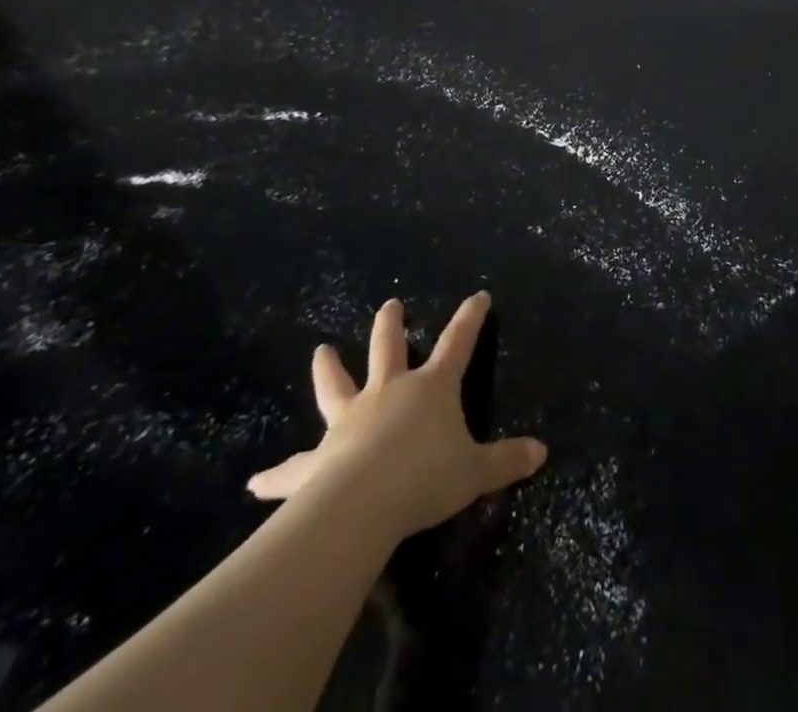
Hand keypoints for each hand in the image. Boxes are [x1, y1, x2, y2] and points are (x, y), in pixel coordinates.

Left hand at [247, 293, 547, 537]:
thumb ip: (507, 461)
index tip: (478, 295)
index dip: (470, 318)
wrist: (364, 503)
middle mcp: (389, 392)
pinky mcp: (319, 458)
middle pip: (388, 348)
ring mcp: (351, 420)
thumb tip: (542, 452)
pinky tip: (255, 482)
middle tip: (391, 305)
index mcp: (430, 388)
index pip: (458, 343)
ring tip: (319, 353)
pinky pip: (295, 466)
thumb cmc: (426, 477)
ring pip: (336, 387)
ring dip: (328, 370)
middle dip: (391, 326)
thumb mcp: (476, 471)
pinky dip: (277, 474)